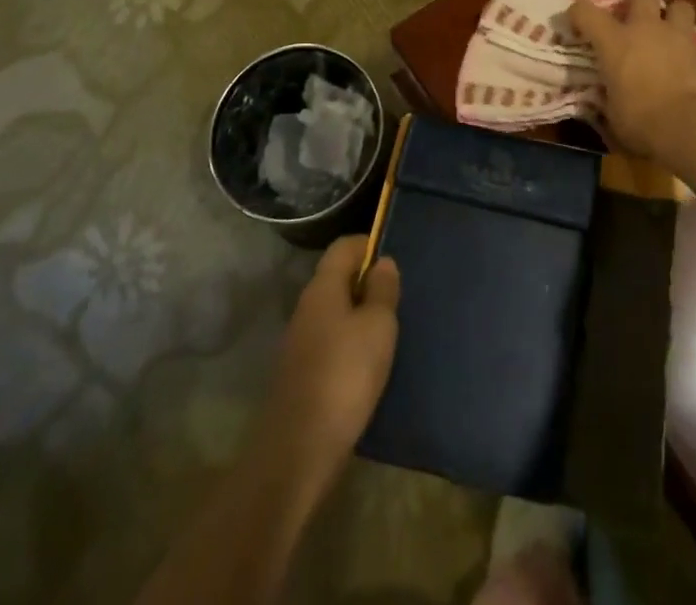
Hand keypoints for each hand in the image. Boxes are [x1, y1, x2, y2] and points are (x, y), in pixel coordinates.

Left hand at [259, 235, 400, 487]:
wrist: (298, 451)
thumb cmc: (344, 375)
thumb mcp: (377, 326)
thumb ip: (382, 290)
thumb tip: (382, 262)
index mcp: (322, 287)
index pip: (344, 246)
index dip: (370, 245)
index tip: (395, 261)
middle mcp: (307, 307)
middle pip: (338, 277)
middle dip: (367, 282)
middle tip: (398, 299)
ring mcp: (300, 341)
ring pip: (335, 311)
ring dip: (360, 314)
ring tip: (388, 331)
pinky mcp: (301, 372)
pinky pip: (330, 340)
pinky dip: (350, 342)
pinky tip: (368, 363)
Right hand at [570, 0, 695, 171]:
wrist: (691, 129)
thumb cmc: (641, 122)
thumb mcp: (612, 113)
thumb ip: (608, 96)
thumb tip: (605, 97)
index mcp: (615, 41)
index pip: (585, 11)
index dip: (577, 13)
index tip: (575, 23)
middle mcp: (647, 29)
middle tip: (633, 9)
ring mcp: (680, 38)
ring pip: (681, 6)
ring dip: (673, 15)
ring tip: (668, 31)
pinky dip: (694, 52)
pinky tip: (690, 65)